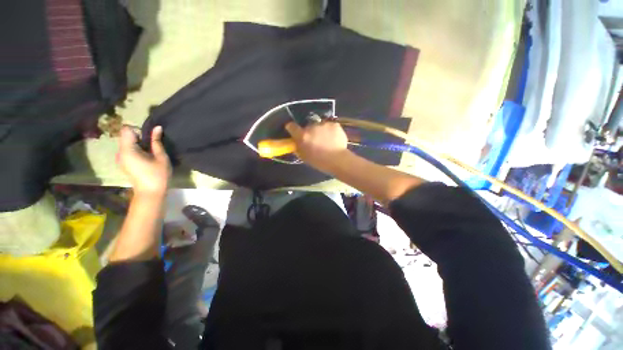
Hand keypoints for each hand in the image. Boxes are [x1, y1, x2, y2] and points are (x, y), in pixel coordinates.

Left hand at [117, 126, 170, 195]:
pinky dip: (136, 150)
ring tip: (151, 153)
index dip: (138, 130)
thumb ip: (157, 141)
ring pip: (127, 144)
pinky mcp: (123, 163)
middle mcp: (120, 153)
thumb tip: (157, 127)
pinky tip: (147, 159)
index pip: (126, 129)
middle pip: (126, 136)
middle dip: (139, 137)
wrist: (151, 193)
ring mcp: (120, 159)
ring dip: (138, 144)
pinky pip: (128, 151)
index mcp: (127, 150)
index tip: (149, 138)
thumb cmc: (158, 175)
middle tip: (153, 146)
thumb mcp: (161, 157)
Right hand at [285, 121, 349, 172]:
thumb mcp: (304, 157)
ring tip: (326, 140)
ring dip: (320, 131)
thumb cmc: (319, 161)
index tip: (294, 131)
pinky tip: (333, 139)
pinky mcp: (334, 124)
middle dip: (310, 132)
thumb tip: (296, 143)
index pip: (291, 126)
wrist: (338, 160)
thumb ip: (298, 148)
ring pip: (319, 126)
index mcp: (302, 136)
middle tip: (315, 141)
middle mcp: (311, 127)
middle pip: (307, 127)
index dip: (292, 128)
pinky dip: (330, 131)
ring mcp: (324, 124)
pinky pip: (330, 126)